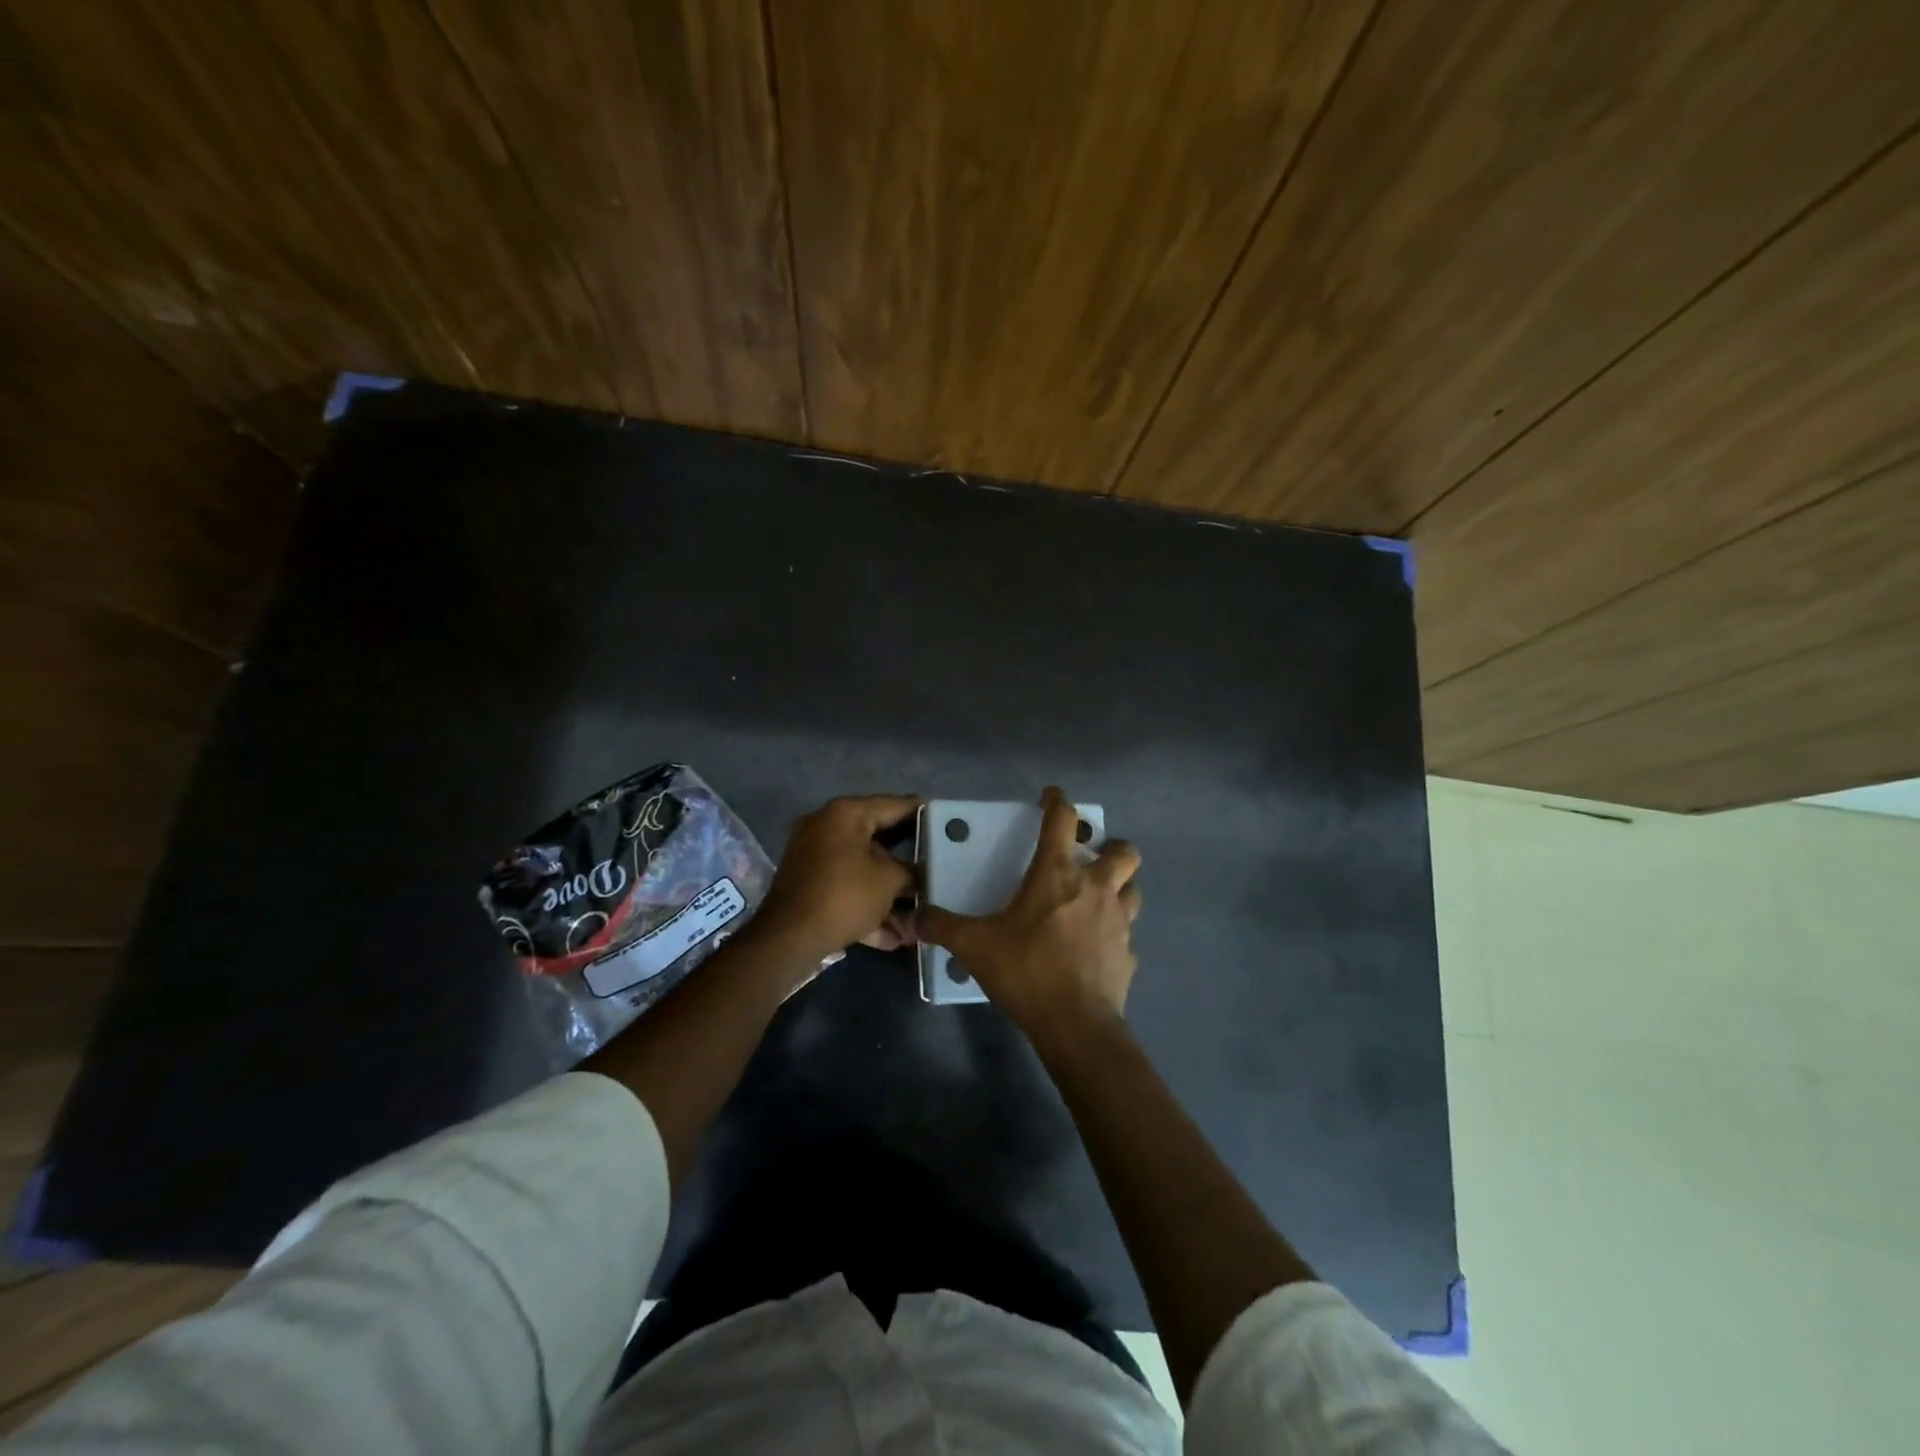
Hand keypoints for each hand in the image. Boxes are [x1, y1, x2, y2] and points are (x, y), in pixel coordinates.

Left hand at [749, 795, 919, 964]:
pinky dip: (867, 908)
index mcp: (845, 814)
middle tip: (936, 866)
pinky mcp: (808, 885)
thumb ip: (911, 871)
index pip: (894, 805)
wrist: (788, 938)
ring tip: (918, 917)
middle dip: (907, 863)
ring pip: (862, 871)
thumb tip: (921, 874)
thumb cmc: (844, 895)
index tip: (946, 821)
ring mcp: (813, 857)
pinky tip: (893, 937)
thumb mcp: (889, 881)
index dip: (922, 814)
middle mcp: (825, 827)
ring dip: (889, 895)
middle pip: (877, 840)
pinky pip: (845, 890)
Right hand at [917, 787, 1141, 1037]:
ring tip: (1099, 897)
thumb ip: (943, 926)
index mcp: (1058, 874)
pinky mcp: (1129, 954)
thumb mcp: (975, 946)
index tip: (1052, 795)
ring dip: (1120, 886)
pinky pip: (1127, 934)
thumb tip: (914, 917)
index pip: (1064, 820)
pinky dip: (1115, 933)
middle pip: (1123, 851)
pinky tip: (1097, 946)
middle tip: (1090, 858)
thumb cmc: (1026, 970)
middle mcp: (1096, 888)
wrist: (1075, 1023)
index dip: (1058, 801)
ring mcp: (1119, 921)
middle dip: (1111, 846)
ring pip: (1133, 889)